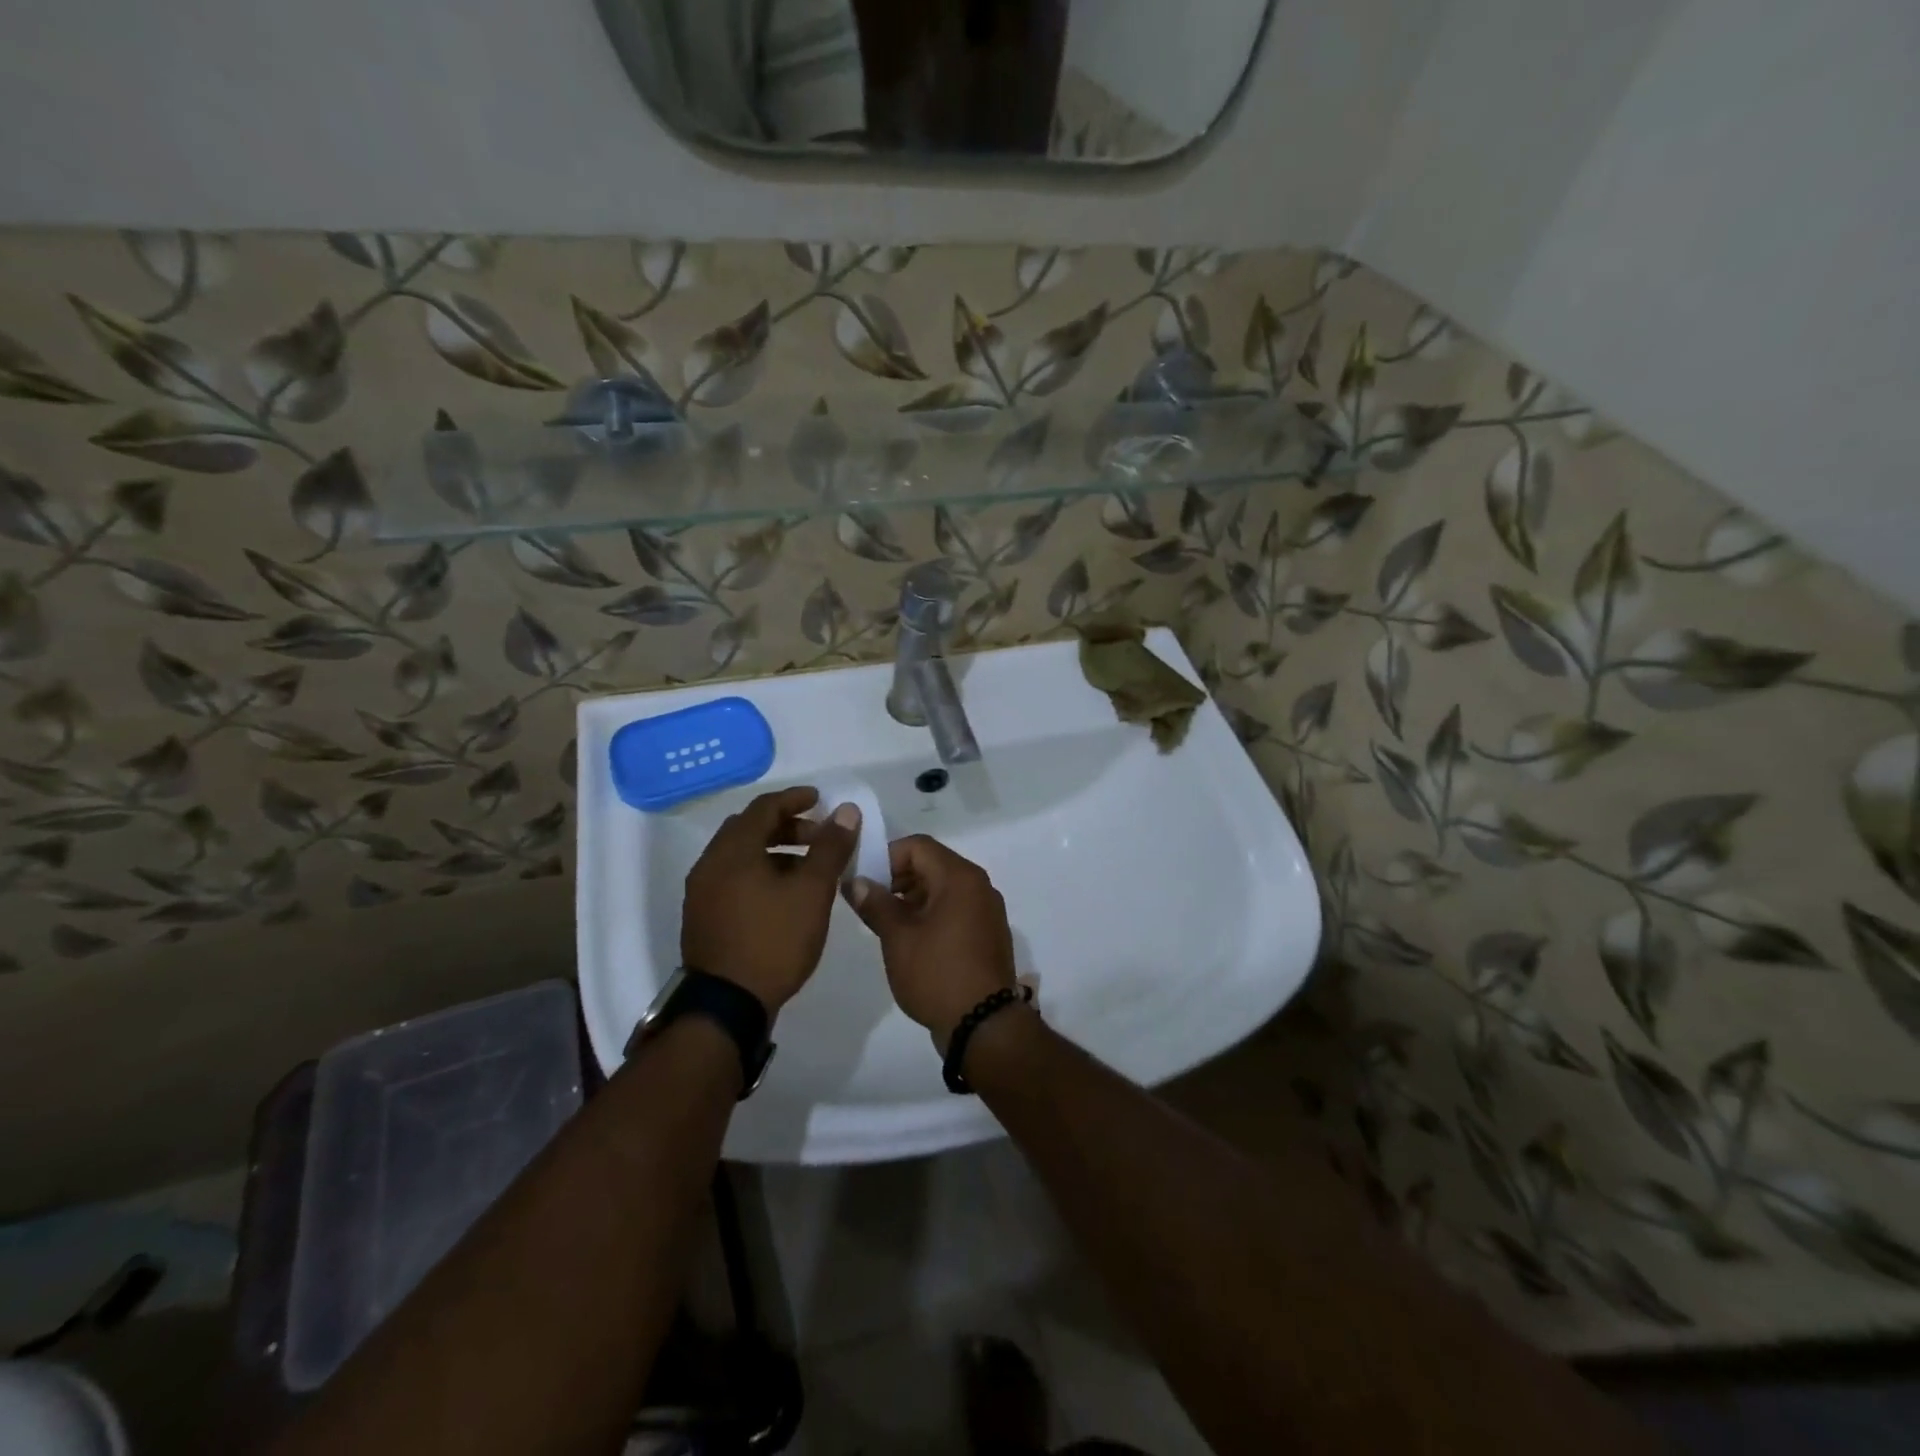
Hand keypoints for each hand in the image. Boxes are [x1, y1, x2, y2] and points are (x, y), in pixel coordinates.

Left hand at [681, 787, 859, 1014]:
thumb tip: (846, 811)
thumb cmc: (774, 940)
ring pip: (740, 855)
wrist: (727, 1004)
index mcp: (734, 850)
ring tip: (807, 868)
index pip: (764, 807)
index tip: (821, 800)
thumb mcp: (812, 892)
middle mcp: (710, 863)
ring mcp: (702, 891)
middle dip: (786, 826)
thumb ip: (830, 848)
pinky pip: (733, 877)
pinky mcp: (702, 915)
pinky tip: (782, 895)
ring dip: (774, 851)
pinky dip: (759, 872)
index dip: (795, 799)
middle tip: (819, 836)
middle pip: (749, 828)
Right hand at [847, 836, 1016, 1049]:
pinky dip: (933, 913)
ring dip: (914, 897)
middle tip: (871, 902)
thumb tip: (856, 881)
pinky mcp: (989, 933)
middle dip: (898, 877)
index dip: (886, 857)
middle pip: (933, 864)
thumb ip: (875, 903)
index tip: (864, 881)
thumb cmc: (937, 974)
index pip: (918, 846)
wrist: (984, 1024)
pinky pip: (957, 908)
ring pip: (944, 888)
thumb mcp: (898, 937)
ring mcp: (988, 910)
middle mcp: (979, 885)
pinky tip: (913, 939)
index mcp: (960, 877)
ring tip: (887, 923)